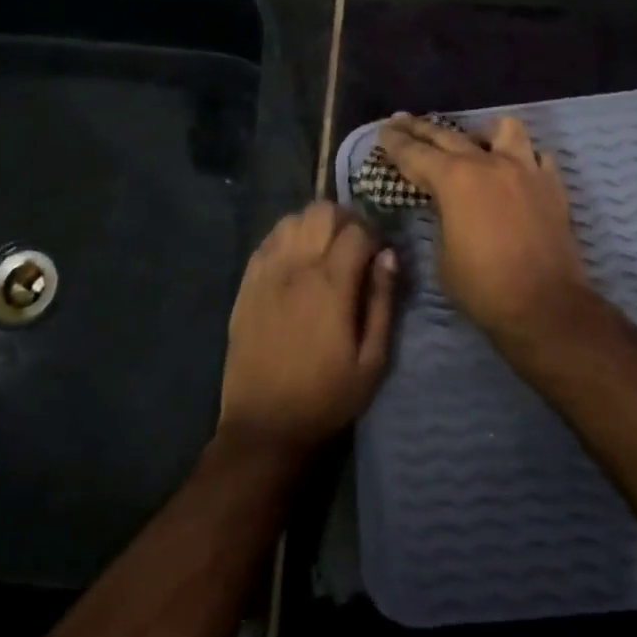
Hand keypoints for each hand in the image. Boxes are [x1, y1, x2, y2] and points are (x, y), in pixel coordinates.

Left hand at [219, 202, 396, 459]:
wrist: (265, 425)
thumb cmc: (327, 397)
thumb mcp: (372, 360)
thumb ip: (382, 301)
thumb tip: (389, 256)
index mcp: (331, 285)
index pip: (357, 230)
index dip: (376, 235)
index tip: (381, 255)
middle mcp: (296, 268)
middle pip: (322, 211)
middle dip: (346, 219)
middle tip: (356, 246)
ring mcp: (266, 273)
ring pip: (292, 218)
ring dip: (315, 225)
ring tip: (326, 251)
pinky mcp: (246, 284)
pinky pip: (268, 239)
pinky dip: (288, 237)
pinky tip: (297, 260)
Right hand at [379, 114, 597, 349]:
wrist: (544, 305)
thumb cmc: (483, 286)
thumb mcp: (443, 255)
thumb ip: (441, 219)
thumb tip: (447, 206)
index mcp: (455, 179)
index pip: (415, 153)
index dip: (395, 142)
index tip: (384, 130)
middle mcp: (489, 163)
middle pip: (449, 135)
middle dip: (422, 128)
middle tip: (404, 121)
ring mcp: (526, 169)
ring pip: (503, 130)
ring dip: (482, 133)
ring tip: (474, 141)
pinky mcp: (552, 185)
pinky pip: (536, 156)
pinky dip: (522, 158)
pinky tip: (515, 170)